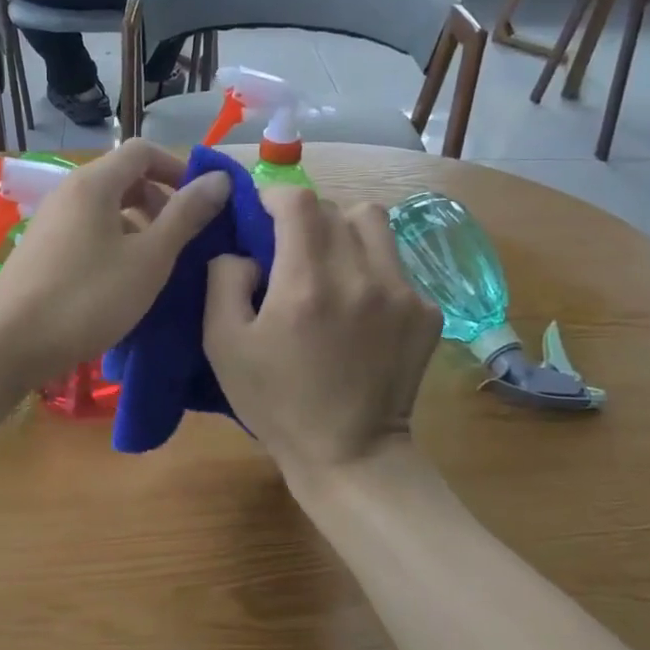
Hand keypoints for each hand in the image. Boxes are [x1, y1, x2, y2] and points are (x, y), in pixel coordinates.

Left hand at [0, 141, 228, 385]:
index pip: (143, 151)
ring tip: (158, 265)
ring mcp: (50, 223)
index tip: (203, 203)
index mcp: (93, 184)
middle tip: (184, 238)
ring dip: (139, 227)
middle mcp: (68, 193)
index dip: (178, 168)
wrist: (8, 344)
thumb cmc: (87, 298)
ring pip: (105, 210)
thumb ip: (185, 217)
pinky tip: (123, 283)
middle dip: (160, 200)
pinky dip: (114, 245)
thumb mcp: (148, 259)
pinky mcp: (41, 251)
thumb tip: (219, 179)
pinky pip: (88, 233)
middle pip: (123, 178)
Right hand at [204, 187, 440, 479]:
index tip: (261, 213)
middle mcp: (360, 276)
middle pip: (335, 207)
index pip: (298, 201)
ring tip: (329, 263)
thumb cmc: (276, 403)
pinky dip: (371, 267)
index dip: (274, 196)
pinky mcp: (426, 311)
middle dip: (306, 217)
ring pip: (374, 222)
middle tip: (290, 247)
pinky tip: (358, 304)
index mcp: (306, 283)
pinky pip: (395, 262)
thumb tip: (244, 251)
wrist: (350, 453)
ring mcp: (403, 292)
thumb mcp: (223, 345)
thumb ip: (223, 281)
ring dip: (344, 230)